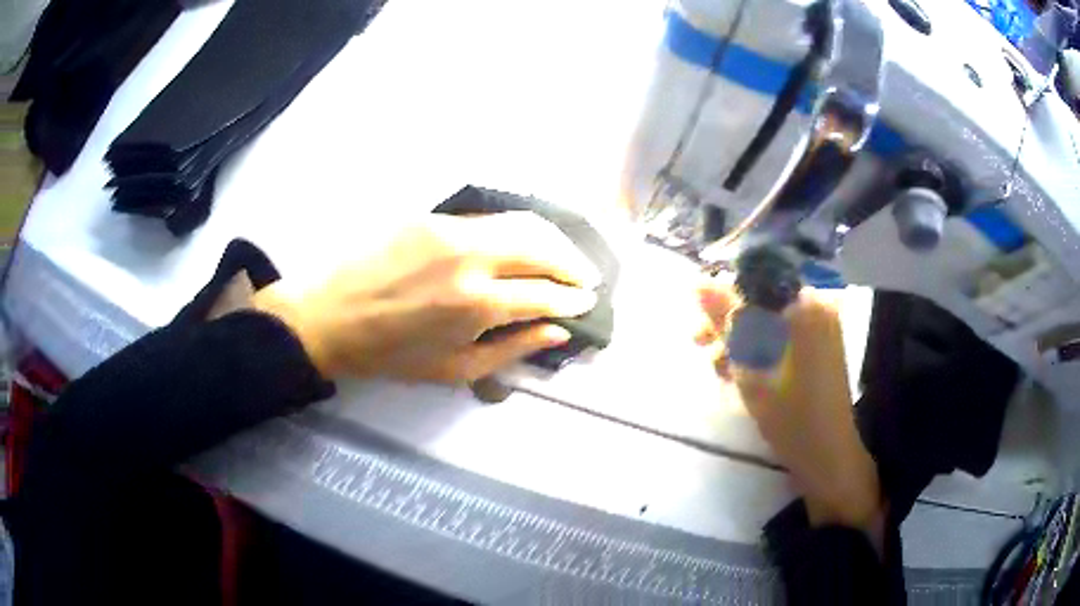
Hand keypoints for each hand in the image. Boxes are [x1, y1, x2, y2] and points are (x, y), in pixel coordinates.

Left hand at [254, 212, 600, 382]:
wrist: (328, 316)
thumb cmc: (390, 355)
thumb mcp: (455, 369)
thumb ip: (513, 349)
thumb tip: (557, 331)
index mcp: (476, 304)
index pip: (545, 294)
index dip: (573, 299)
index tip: (588, 302)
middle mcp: (471, 256)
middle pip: (542, 246)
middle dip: (573, 261)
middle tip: (587, 276)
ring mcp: (450, 229)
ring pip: (520, 221)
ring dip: (552, 238)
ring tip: (565, 256)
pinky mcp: (431, 216)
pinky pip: (488, 218)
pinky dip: (517, 229)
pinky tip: (524, 243)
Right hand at [697, 283, 881, 530]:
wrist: (826, 453)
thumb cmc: (790, 410)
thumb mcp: (751, 364)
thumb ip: (727, 320)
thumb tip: (698, 282)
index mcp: (805, 303)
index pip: (754, 278)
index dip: (722, 296)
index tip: (700, 320)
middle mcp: (816, 305)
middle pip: (760, 299)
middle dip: (728, 321)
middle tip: (700, 344)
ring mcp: (819, 327)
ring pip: (767, 319)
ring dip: (739, 339)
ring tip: (719, 370)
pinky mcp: (817, 347)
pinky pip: (780, 335)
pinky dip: (758, 349)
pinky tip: (739, 373)